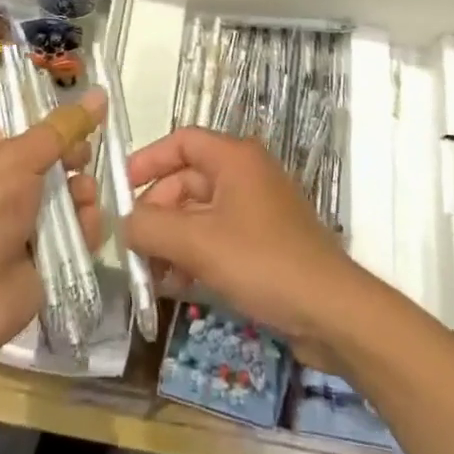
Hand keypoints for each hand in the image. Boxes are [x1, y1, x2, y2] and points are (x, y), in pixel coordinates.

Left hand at [0, 89, 106, 364]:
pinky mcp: (51, 255)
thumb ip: (62, 128)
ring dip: (83, 194)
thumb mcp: (18, 158)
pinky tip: (86, 229)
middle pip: (59, 160)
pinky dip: (87, 227)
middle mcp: (12, 185)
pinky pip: (80, 231)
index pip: (32, 127)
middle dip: (76, 158)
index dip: (58, 122)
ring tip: (81, 201)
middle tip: (82, 159)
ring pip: (74, 194)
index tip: (87, 117)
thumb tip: (100, 92)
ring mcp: (31, 222)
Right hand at [123, 127, 367, 362]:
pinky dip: (195, 254)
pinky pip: (219, 237)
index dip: (147, 161)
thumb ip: (151, 227)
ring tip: (151, 274)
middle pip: (188, 180)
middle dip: (157, 212)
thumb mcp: (198, 243)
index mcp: (234, 158)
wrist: (333, 312)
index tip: (120, 191)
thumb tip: (124, 223)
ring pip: (201, 213)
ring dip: (173, 239)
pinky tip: (177, 285)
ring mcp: (258, 209)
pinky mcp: (266, 242)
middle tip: (133, 247)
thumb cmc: (263, 263)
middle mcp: (247, 174)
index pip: (181, 141)